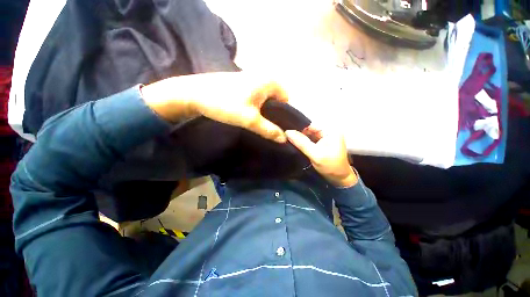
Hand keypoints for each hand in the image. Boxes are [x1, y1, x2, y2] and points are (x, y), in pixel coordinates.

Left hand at [142, 72, 288, 142]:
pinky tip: (247, 115)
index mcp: (270, 82)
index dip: (282, 115)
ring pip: (266, 100)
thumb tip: (285, 139)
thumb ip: (269, 130)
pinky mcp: (243, 84)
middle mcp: (263, 77)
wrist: (194, 93)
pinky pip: (256, 97)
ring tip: (255, 123)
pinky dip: (255, 107)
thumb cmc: (225, 104)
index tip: (274, 127)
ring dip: (263, 112)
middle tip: (264, 126)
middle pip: (277, 100)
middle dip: (272, 114)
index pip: (287, 101)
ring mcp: (252, 79)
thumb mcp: (250, 120)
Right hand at [286, 128, 356, 186]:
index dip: (298, 127)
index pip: (311, 124)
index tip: (287, 133)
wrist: (340, 178)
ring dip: (301, 138)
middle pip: (310, 128)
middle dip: (299, 133)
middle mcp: (329, 130)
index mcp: (330, 130)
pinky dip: (304, 141)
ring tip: (290, 140)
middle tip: (287, 137)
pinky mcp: (323, 142)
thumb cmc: (330, 166)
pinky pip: (311, 139)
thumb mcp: (315, 155)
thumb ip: (301, 143)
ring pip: (309, 134)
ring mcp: (326, 137)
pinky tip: (297, 144)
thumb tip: (287, 132)